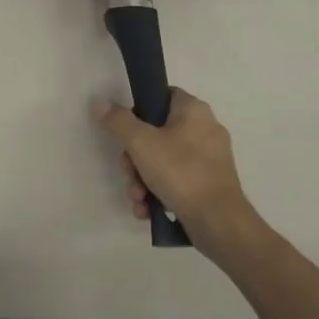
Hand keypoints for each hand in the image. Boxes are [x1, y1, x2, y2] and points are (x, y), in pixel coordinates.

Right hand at [93, 88, 260, 263]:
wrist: (219, 223)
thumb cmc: (181, 173)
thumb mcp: (140, 143)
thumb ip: (118, 121)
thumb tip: (99, 101)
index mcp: (194, 111)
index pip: (161, 96)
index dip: (139, 110)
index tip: (125, 130)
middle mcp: (205, 130)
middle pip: (156, 133)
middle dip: (134, 158)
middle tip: (129, 172)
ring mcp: (209, 159)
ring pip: (163, 160)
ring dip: (142, 179)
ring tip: (138, 198)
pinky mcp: (209, 184)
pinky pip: (176, 179)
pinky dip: (159, 192)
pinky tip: (147, 209)